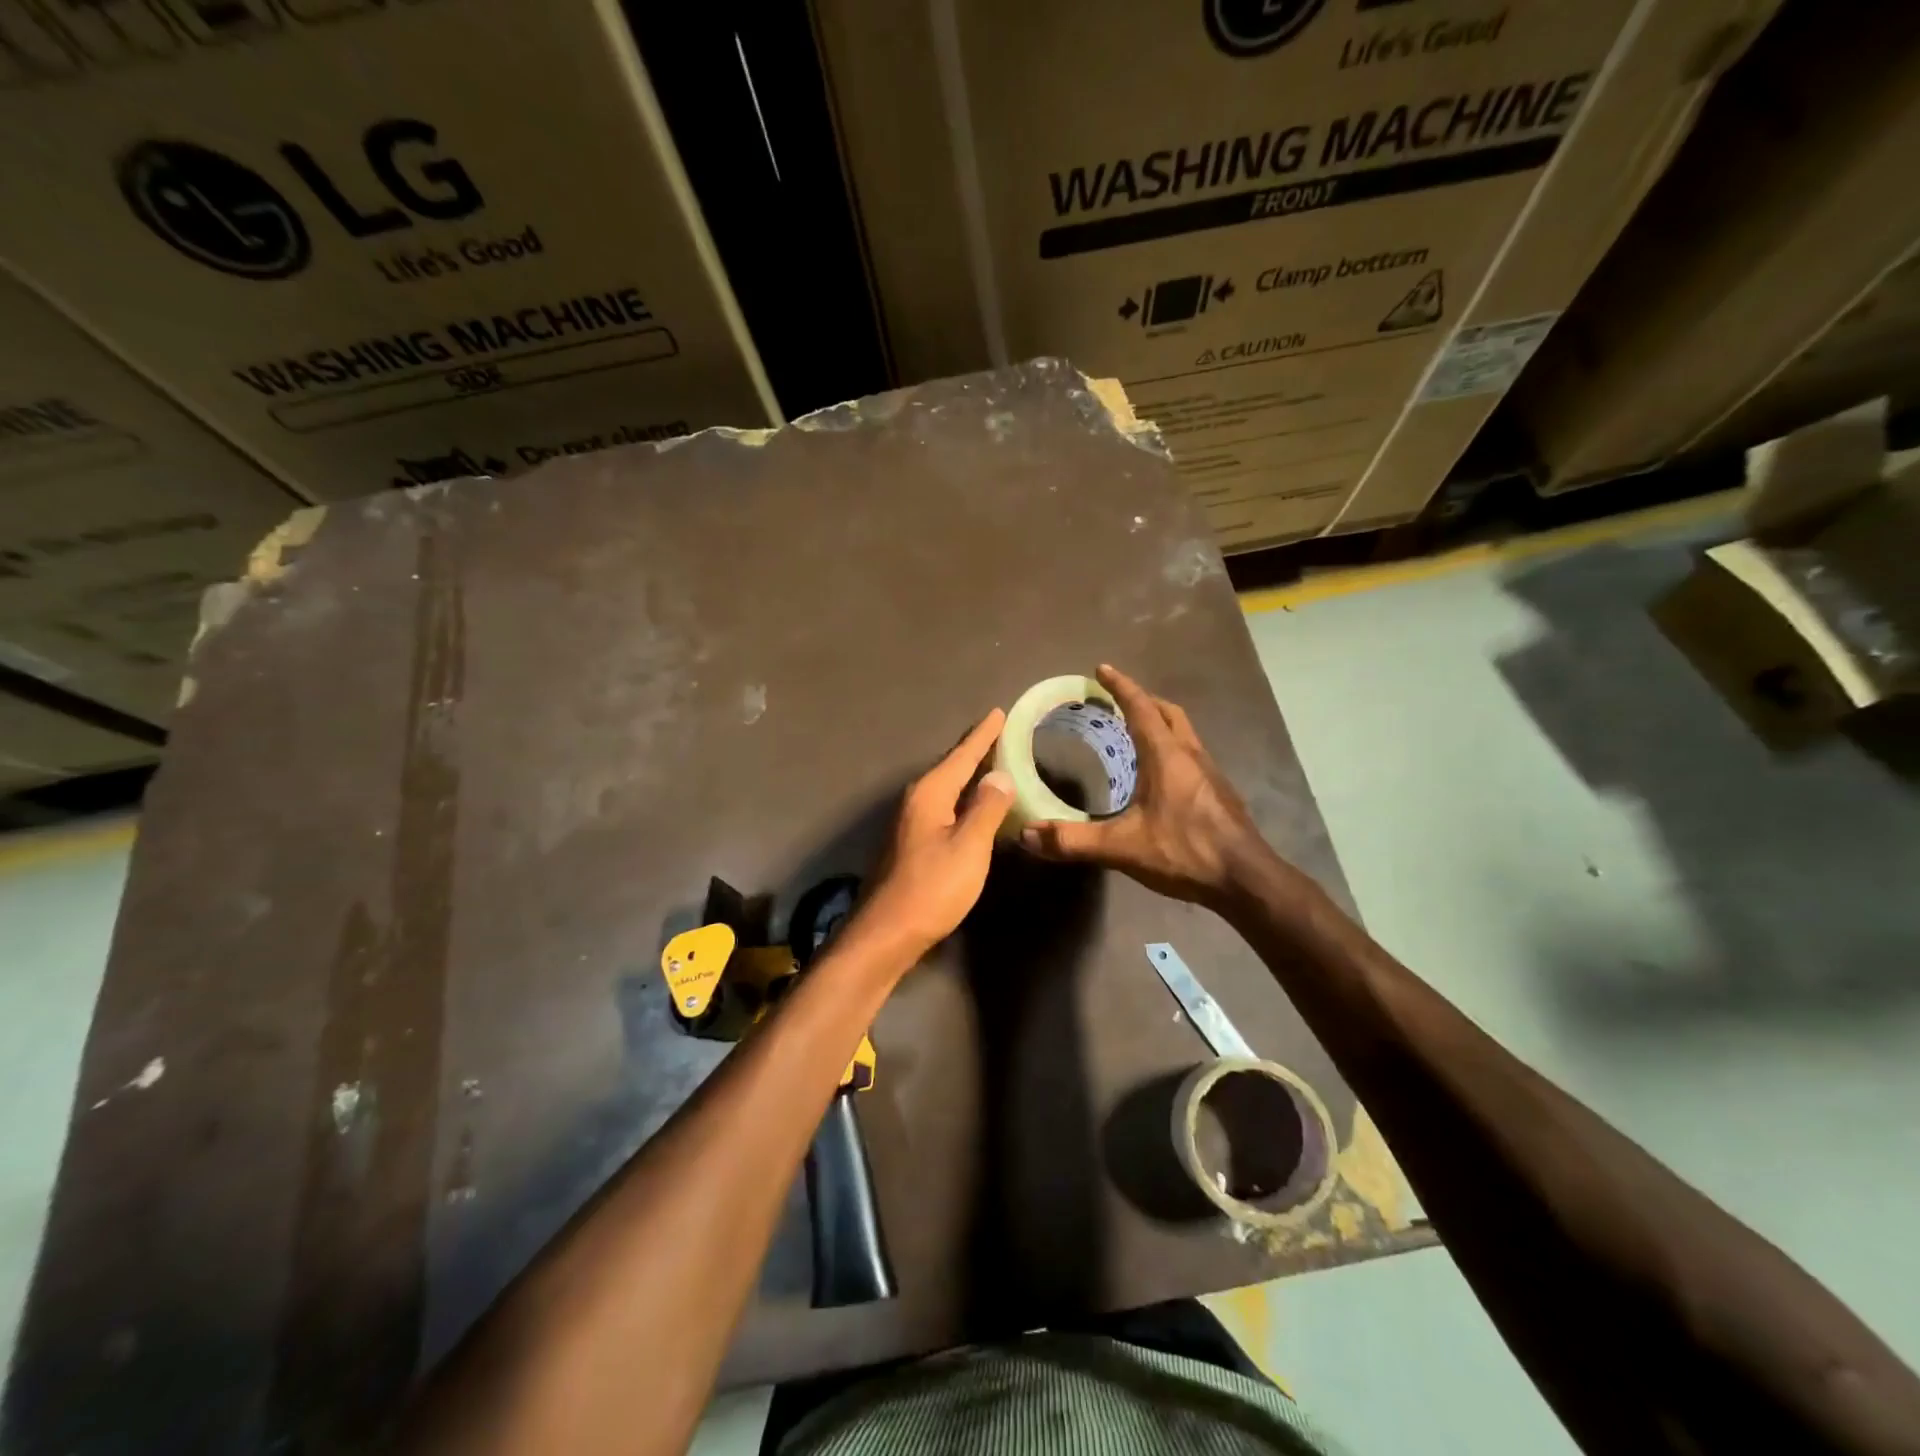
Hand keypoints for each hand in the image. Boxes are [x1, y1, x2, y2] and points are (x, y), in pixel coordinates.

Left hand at [850, 709, 1014, 964]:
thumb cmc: (932, 887)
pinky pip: (942, 806)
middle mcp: (916, 800)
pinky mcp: (911, 843)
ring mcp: (910, 822)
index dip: (983, 735)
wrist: (887, 932)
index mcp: (930, 793)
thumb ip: (986, 808)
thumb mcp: (968, 846)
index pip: (962, 755)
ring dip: (967, 774)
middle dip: (974, 750)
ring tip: (990, 762)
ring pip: (945, 787)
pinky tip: (971, 805)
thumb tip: (999, 774)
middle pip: (950, 767)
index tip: (999, 712)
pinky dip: (961, 798)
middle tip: (999, 732)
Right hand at [1019, 665, 1273, 908]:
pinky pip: (1190, 755)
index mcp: (1167, 756)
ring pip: (1183, 733)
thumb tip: (1027, 834)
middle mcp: (1191, 755)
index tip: (1101, 670)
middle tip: (1116, 702)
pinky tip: (1158, 776)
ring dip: (1159, 723)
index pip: (1141, 708)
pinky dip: (1170, 748)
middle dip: (1142, 700)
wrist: (1245, 880)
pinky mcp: (1218, 793)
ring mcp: (1209, 773)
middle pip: (1168, 713)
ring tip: (1134, 733)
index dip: (1120, 686)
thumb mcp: (1122, 848)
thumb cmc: (1186, 851)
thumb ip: (1074, 840)